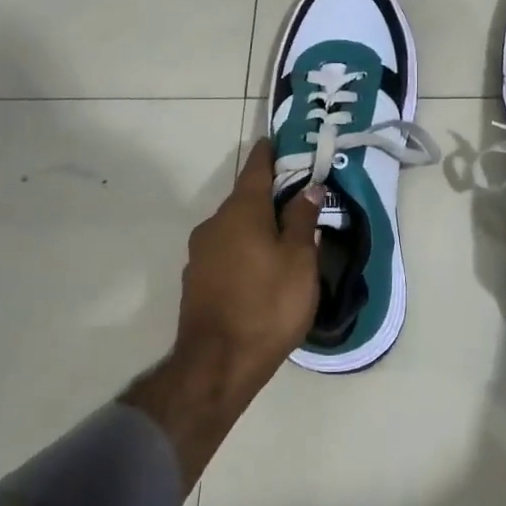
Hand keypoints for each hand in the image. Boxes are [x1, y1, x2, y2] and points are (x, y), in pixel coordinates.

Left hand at [175, 139, 323, 374]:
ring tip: (283, 237)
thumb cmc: (268, 304)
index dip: (268, 155)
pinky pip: (225, 251)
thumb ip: (302, 220)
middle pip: (244, 200)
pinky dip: (244, 249)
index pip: (256, 170)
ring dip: (256, 225)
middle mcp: (214, 225)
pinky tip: (261, 268)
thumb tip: (308, 189)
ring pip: (234, 227)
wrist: (218, 363)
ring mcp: (200, 253)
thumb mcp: (299, 260)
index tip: (276, 142)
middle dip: (268, 196)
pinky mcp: (196, 280)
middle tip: (297, 199)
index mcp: (241, 212)